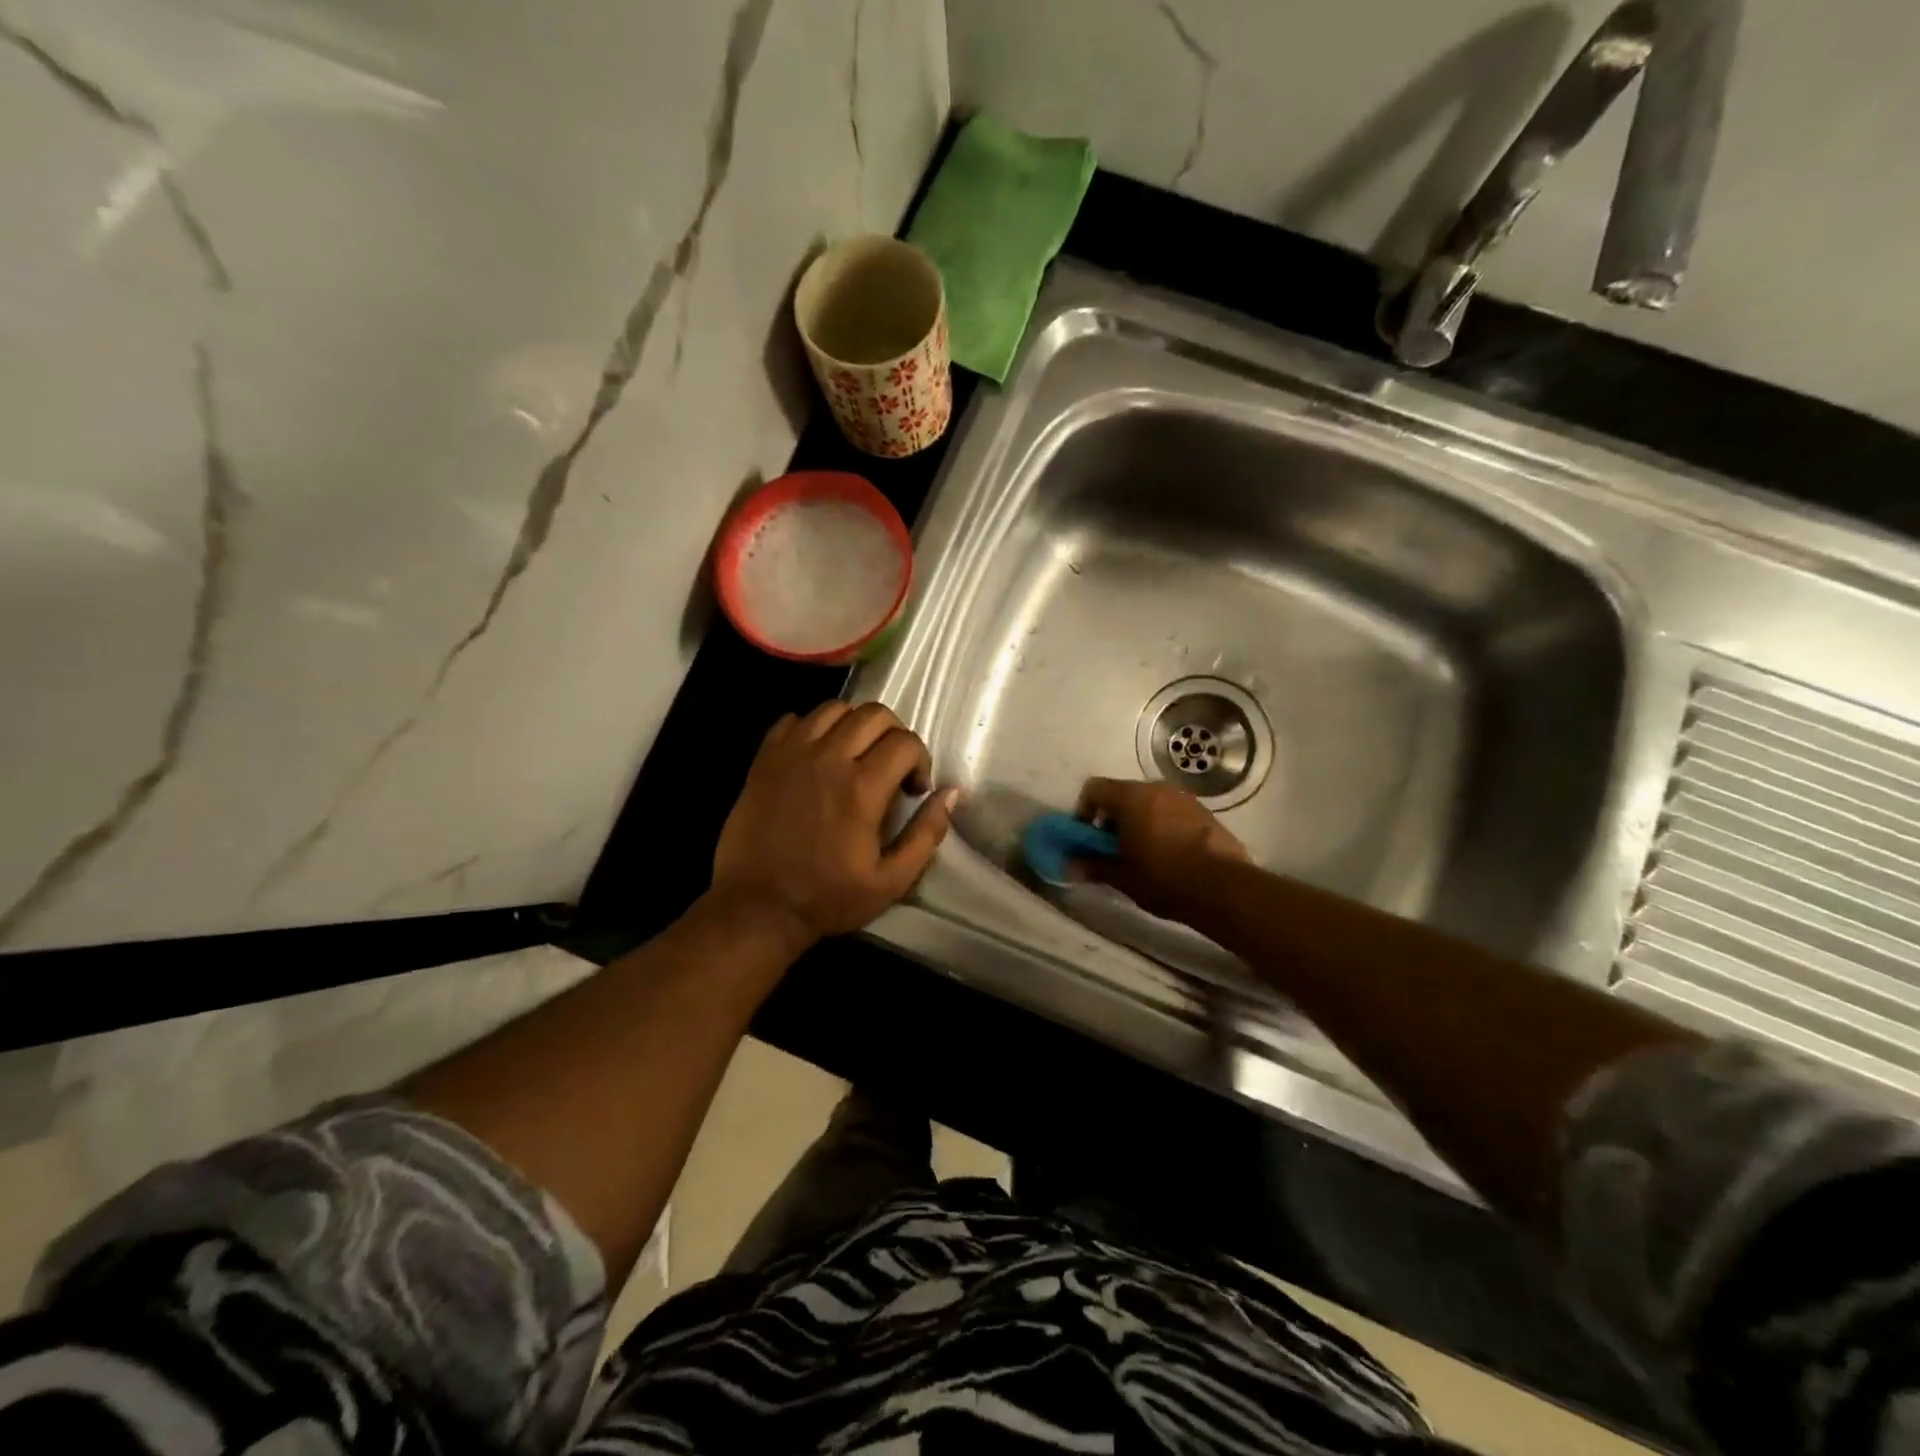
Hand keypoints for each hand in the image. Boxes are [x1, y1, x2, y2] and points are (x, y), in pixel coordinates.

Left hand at [711, 702, 956, 943]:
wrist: (757, 906)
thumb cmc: (828, 898)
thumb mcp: (891, 881)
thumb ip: (926, 834)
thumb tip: (951, 793)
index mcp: (862, 788)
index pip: (906, 742)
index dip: (920, 761)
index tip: (914, 789)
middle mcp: (829, 759)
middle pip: (874, 713)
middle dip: (894, 734)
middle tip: (891, 765)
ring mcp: (792, 754)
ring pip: (835, 708)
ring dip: (855, 724)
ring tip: (855, 754)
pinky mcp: (765, 759)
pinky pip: (795, 719)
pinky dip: (813, 727)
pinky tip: (818, 754)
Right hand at [1075, 777, 1249, 922]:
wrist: (1223, 888)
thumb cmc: (1163, 878)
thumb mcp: (1121, 876)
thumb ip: (1093, 866)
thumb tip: (1069, 866)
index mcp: (1131, 797)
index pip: (1094, 788)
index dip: (1084, 811)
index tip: (1087, 837)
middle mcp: (1156, 788)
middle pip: (1123, 794)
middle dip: (1113, 818)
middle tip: (1113, 849)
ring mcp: (1184, 798)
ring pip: (1150, 803)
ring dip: (1139, 821)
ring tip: (1142, 854)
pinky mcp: (1205, 813)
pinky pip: (1173, 812)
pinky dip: (1163, 826)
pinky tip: (1169, 855)